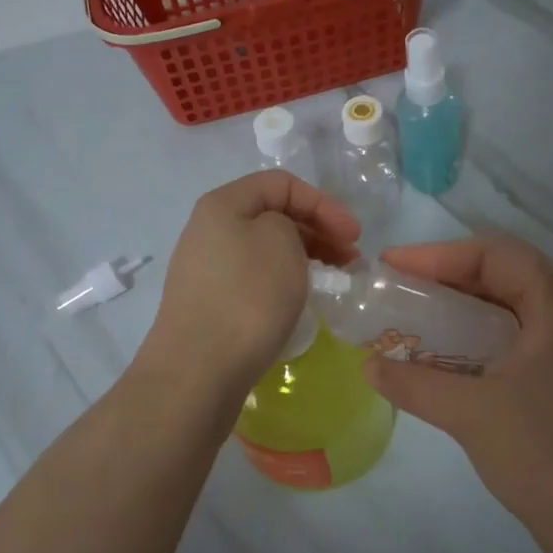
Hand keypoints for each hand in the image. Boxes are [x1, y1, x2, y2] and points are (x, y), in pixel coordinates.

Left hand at [140, 172, 359, 398]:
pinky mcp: (209, 304)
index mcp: (222, 204)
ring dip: (303, 257)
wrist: (199, 369)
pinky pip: (253, 279)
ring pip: (264, 249)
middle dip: (317, 230)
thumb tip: (280, 239)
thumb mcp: (281, 240)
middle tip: (350, 259)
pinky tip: (299, 301)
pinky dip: (282, 281)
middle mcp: (208, 230)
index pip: (281, 183)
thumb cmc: (247, 295)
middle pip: (272, 215)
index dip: (323, 203)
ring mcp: (205, 270)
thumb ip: (289, 222)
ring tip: (332, 280)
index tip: (354, 236)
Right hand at [363, 234, 552, 537]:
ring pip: (512, 303)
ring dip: (464, 304)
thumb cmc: (542, 457)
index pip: (496, 254)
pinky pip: (520, 333)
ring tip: (417, 312)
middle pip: (506, 272)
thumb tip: (367, 366)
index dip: (439, 254)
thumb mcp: (468, 413)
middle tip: (400, 286)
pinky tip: (450, 352)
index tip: (392, 266)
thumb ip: (412, 383)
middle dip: (448, 275)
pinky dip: (481, 332)